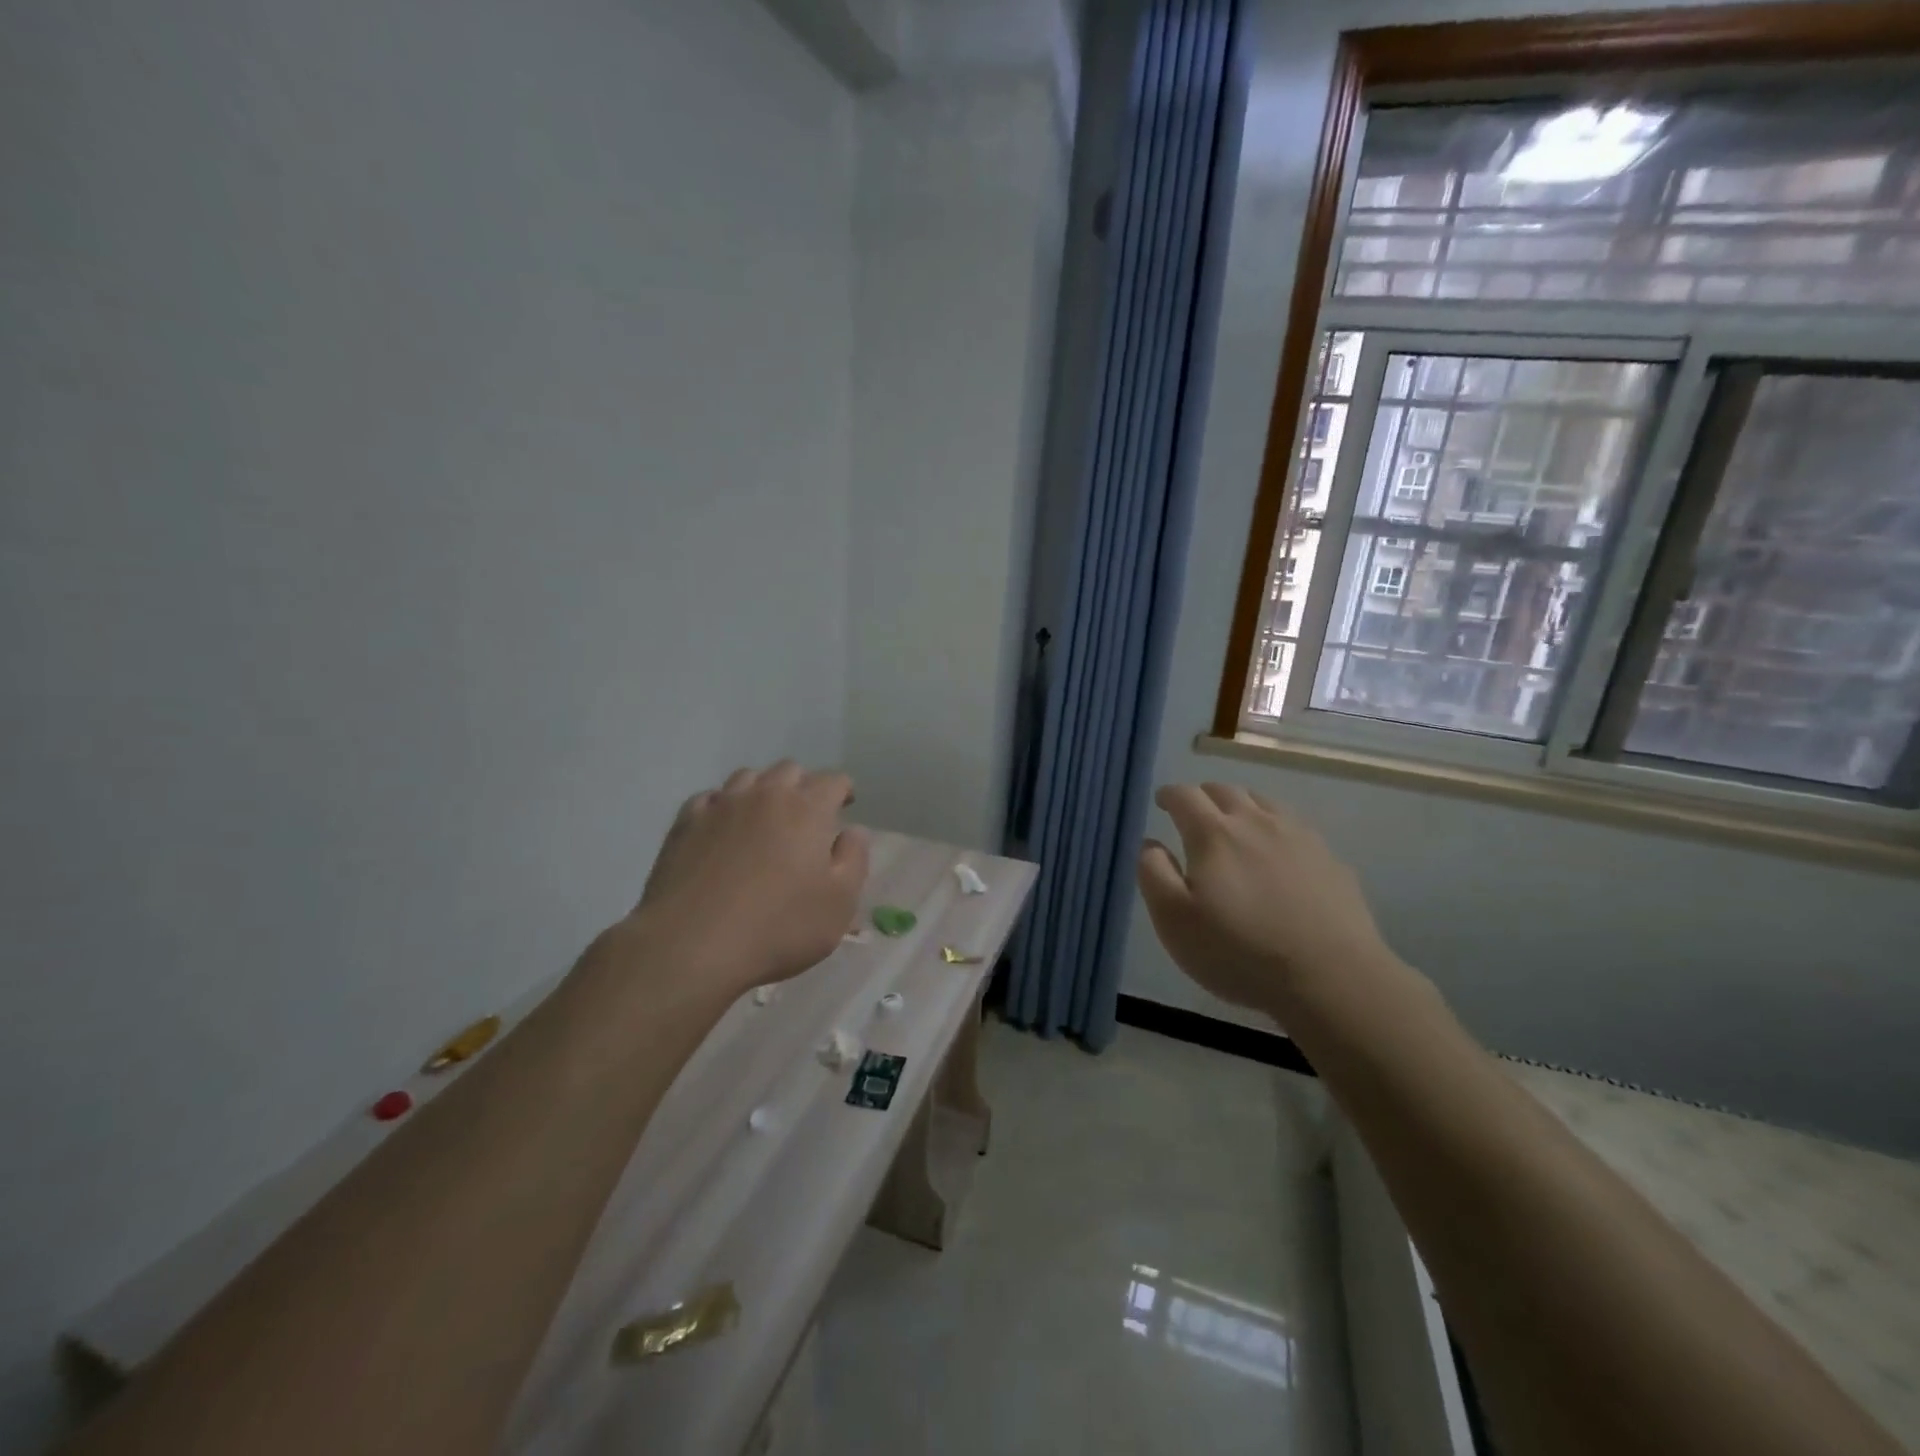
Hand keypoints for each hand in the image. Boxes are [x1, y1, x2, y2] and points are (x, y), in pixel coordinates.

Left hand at [625, 761, 868, 997]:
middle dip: (803, 785)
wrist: (692, 945)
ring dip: (763, 790)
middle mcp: (764, 795)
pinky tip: (723, 828)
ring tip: (765, 817)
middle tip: (807, 815)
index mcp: (807, 809)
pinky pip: (710, 798)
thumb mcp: (839, 903)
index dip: (843, 790)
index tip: (846, 805)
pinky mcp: (685, 823)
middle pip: (789, 770)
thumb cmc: (778, 927)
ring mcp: (721, 805)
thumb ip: (854, 859)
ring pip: (748, 777)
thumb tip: (854, 830)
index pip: (833, 780)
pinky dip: (723, 806)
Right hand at [1136, 783, 1400, 1018]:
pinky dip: (1276, 828)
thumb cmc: (1239, 951)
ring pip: (1263, 802)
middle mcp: (1256, 822)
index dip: (1168, 795)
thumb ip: (1154, 873)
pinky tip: (1278, 852)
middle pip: (1225, 791)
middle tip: (1194, 814)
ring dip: (1242, 806)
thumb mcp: (1174, 921)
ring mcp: (1298, 836)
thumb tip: (1149, 843)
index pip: (1184, 796)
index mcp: (1213, 833)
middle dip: (1203, 796)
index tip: (1161, 802)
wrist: (1331, 978)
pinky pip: (1295, 827)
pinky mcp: (1329, 858)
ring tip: (1235, 825)